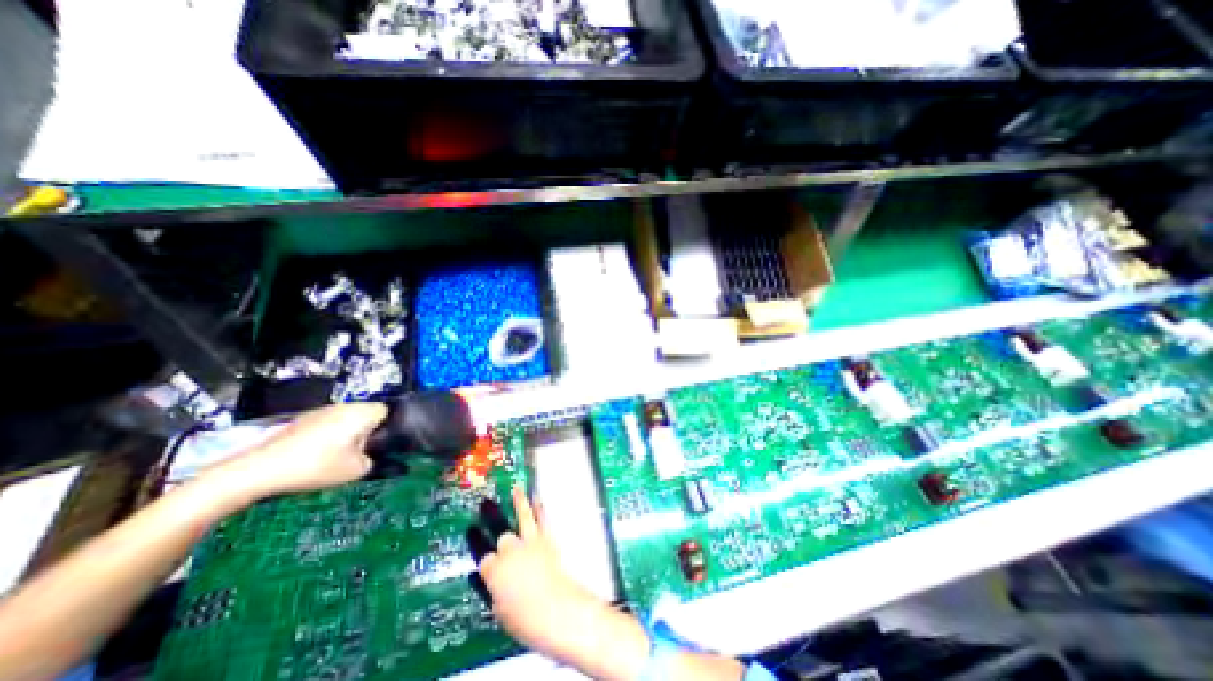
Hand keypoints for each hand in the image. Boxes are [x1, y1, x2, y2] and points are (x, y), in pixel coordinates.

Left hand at [199, 405, 384, 504]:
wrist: (256, 470)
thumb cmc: (315, 466)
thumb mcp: (356, 470)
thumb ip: (374, 459)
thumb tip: (373, 454)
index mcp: (361, 412)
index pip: (387, 411)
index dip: (387, 428)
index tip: (377, 446)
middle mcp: (344, 405)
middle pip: (367, 414)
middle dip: (367, 431)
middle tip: (358, 454)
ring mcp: (321, 410)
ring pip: (347, 419)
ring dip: (347, 433)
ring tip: (335, 456)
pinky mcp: (302, 419)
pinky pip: (328, 423)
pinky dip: (328, 436)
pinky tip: (314, 455)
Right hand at [473, 487, 605, 662]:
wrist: (554, 608)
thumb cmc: (523, 618)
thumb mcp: (498, 610)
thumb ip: (491, 590)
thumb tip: (487, 580)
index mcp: (493, 570)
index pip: (484, 558)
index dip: (483, 555)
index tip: (477, 543)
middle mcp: (509, 551)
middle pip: (503, 537)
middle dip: (502, 539)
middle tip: (499, 532)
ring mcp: (528, 541)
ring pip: (522, 517)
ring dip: (519, 502)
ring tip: (516, 488)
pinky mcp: (546, 539)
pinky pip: (541, 519)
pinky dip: (539, 507)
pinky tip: (536, 497)